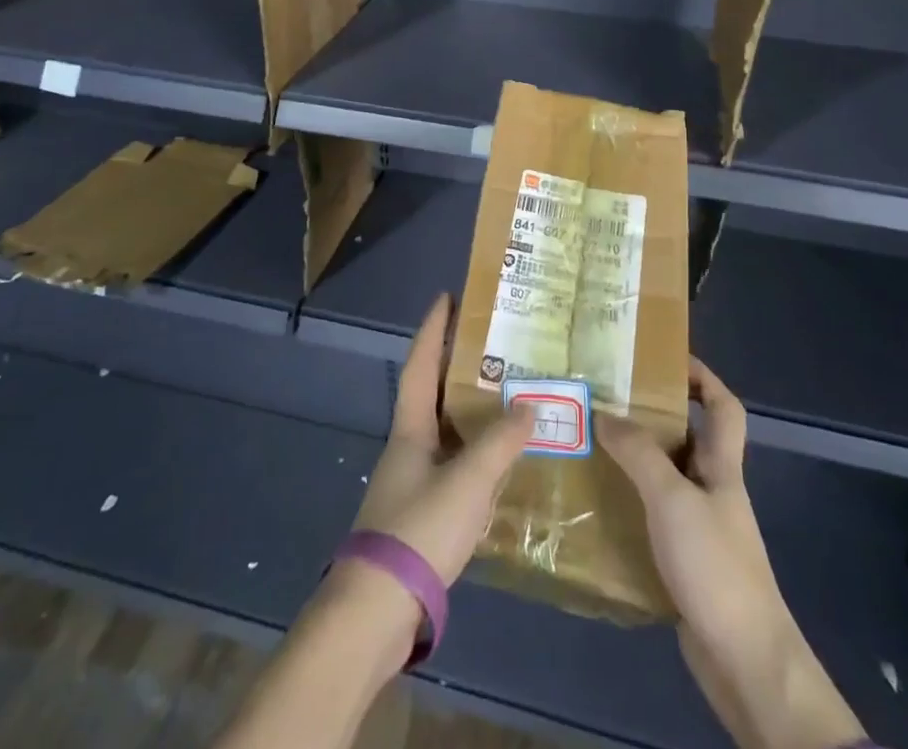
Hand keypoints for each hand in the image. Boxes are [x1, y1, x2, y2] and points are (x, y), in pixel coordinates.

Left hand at [352, 293, 534, 583]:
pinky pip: (454, 465)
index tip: (446, 297)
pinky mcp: (421, 514)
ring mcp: (413, 481)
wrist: (378, 610)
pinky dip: (476, 453)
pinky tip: (500, 462)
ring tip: (506, 395)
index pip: (419, 364)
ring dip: (470, 411)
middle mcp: (409, 446)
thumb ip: (500, 443)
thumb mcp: (467, 481)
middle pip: (433, 393)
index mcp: (411, 427)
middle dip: (457, 365)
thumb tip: (529, 406)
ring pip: (446, 430)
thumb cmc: (419, 529)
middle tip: (492, 343)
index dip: (433, 329)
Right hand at [600, 359, 862, 748]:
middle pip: (690, 439)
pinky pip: (655, 519)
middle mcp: (714, 490)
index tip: (666, 358)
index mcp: (722, 467)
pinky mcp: (686, 564)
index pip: (724, 406)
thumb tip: (604, 412)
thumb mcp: (672, 498)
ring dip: (636, 462)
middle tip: (608, 400)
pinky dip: (631, 507)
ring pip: (668, 479)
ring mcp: (702, 529)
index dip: (703, 376)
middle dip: (654, 416)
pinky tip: (600, 507)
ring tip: (593, 446)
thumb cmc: (715, 566)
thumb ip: (639, 453)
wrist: (744, 662)